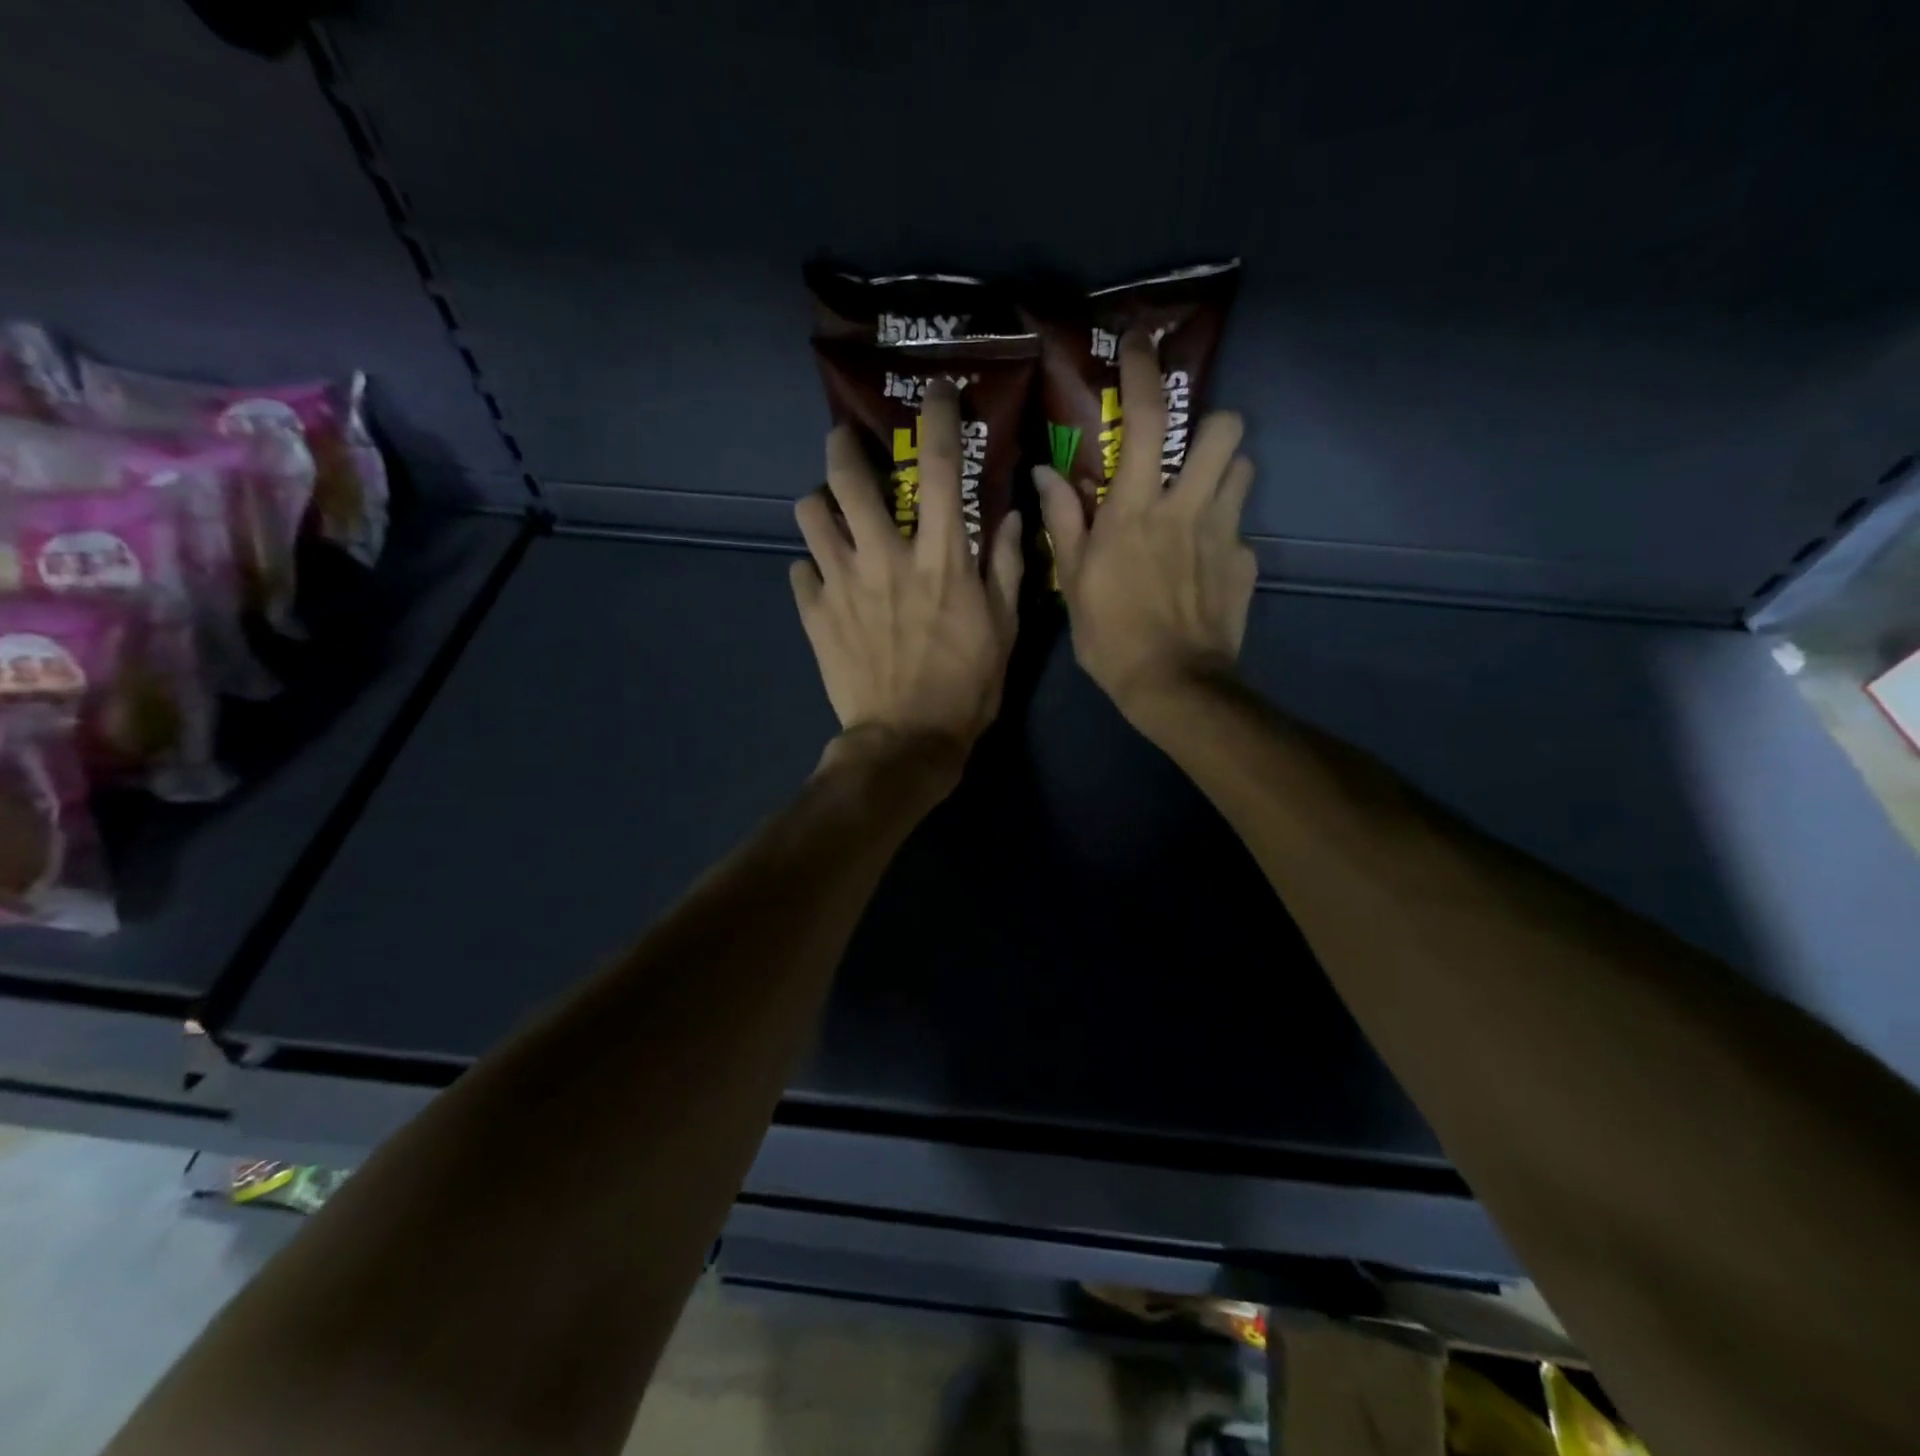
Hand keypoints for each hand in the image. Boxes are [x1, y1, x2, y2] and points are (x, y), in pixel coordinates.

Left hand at [791, 379, 1022, 775]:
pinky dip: (811, 569)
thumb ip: (1009, 568)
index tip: (935, 392)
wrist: (907, 741)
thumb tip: (1011, 517)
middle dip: (843, 446)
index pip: (943, 468)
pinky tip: (824, 582)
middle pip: (848, 476)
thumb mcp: (1005, 630)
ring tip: (831, 516)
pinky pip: (799, 572)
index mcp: (941, 557)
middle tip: (845, 443)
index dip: (939, 418)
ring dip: (819, 505)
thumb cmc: (967, 687)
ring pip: (810, 514)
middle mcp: (886, 556)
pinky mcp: (815, 613)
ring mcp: (843, 583)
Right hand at [1035, 329, 1256, 721]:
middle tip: (1184, 451)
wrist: (1172, 684)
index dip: (1145, 371)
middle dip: (1209, 424)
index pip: (1146, 418)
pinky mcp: (1245, 563)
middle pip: (1224, 427)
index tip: (1140, 342)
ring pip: (1243, 468)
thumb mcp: (1072, 581)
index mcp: (1135, 508)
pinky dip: (1223, 535)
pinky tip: (1203, 566)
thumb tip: (1046, 474)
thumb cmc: (1110, 634)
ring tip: (1198, 499)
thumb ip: (1062, 521)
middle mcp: (1186, 506)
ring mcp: (1224, 533)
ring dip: (1221, 472)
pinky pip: (1240, 530)